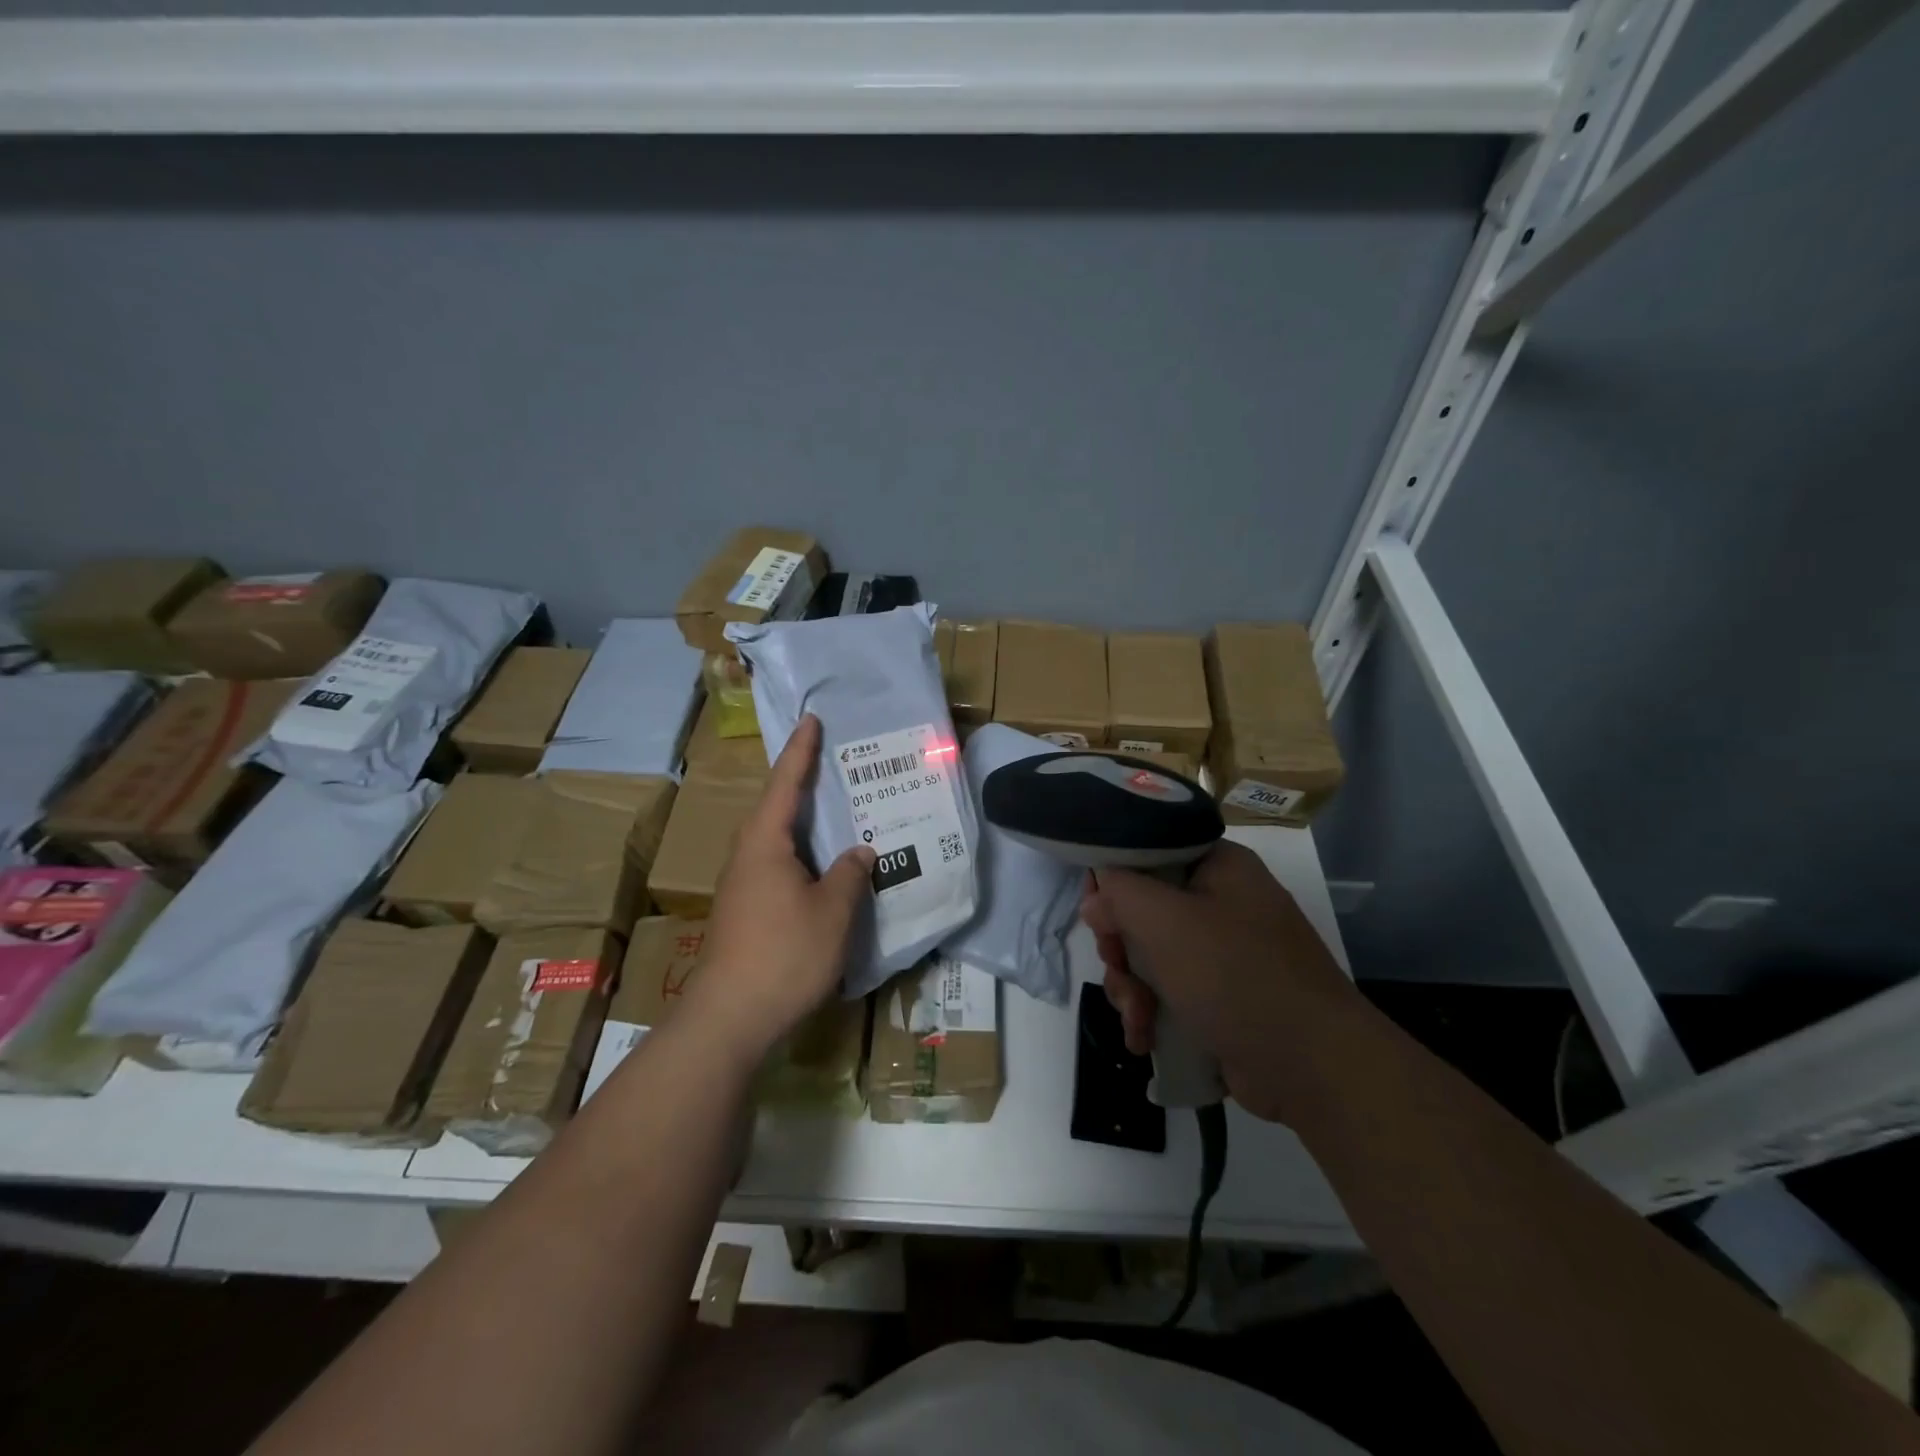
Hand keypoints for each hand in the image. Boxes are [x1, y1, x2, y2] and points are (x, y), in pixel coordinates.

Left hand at [685, 714, 875, 1062]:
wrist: (730, 1017)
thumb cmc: (784, 954)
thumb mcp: (833, 912)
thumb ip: (851, 874)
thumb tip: (859, 851)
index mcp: (765, 843)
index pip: (786, 783)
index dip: (802, 751)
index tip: (811, 720)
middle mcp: (748, 855)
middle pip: (777, 807)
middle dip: (803, 783)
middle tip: (835, 762)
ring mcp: (743, 884)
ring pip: (777, 839)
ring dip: (804, 822)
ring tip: (837, 810)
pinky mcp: (745, 909)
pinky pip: (777, 864)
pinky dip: (802, 853)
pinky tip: (825, 866)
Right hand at [1081, 840, 1357, 1121]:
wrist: (1314, 1069)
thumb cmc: (1237, 977)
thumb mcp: (1166, 922)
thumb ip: (1120, 894)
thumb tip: (1097, 899)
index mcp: (1219, 866)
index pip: (1148, 851)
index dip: (1113, 879)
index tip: (1097, 914)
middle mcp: (1221, 902)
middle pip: (1142, 908)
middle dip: (1119, 947)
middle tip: (1117, 969)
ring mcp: (1223, 954)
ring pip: (1149, 955)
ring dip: (1131, 988)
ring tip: (1138, 1019)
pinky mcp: (1221, 997)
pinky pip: (1168, 991)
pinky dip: (1151, 1013)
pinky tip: (1145, 1039)